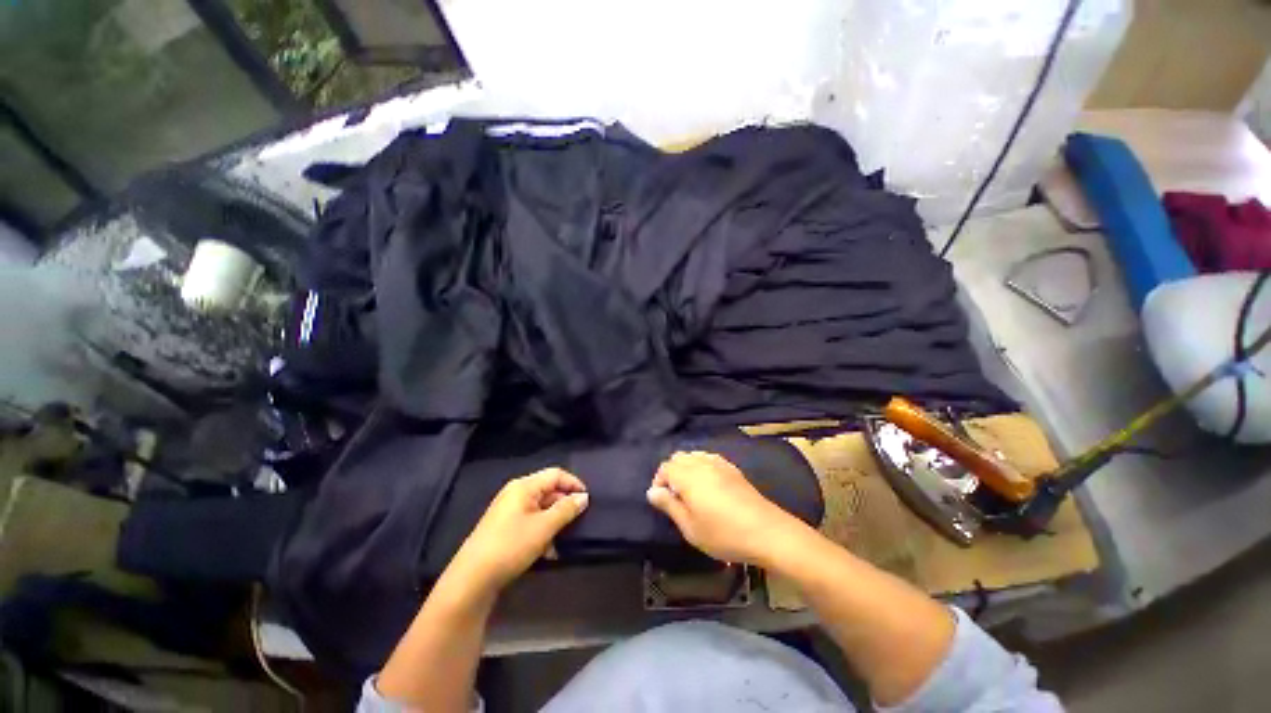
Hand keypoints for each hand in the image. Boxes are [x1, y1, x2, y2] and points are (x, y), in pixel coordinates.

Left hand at [448, 468, 588, 593]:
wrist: (472, 579)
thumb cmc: (511, 546)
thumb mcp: (544, 527)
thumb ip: (566, 509)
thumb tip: (583, 497)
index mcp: (524, 486)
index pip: (555, 474)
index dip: (573, 484)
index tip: (588, 500)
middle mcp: (515, 493)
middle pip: (548, 490)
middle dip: (564, 505)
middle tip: (579, 520)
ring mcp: (508, 511)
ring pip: (540, 508)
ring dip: (555, 521)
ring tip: (565, 539)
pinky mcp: (504, 528)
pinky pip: (530, 521)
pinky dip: (542, 531)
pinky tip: (549, 551)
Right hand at [646, 451, 806, 566]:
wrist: (766, 531)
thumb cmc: (723, 533)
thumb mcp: (690, 527)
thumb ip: (669, 506)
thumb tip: (652, 491)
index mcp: (688, 475)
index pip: (665, 468)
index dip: (659, 482)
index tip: (662, 502)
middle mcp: (701, 463)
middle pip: (679, 458)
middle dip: (671, 473)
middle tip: (675, 498)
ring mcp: (719, 463)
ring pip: (694, 456)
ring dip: (687, 469)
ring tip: (690, 492)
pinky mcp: (732, 468)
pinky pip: (709, 459)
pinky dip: (702, 467)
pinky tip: (708, 486)